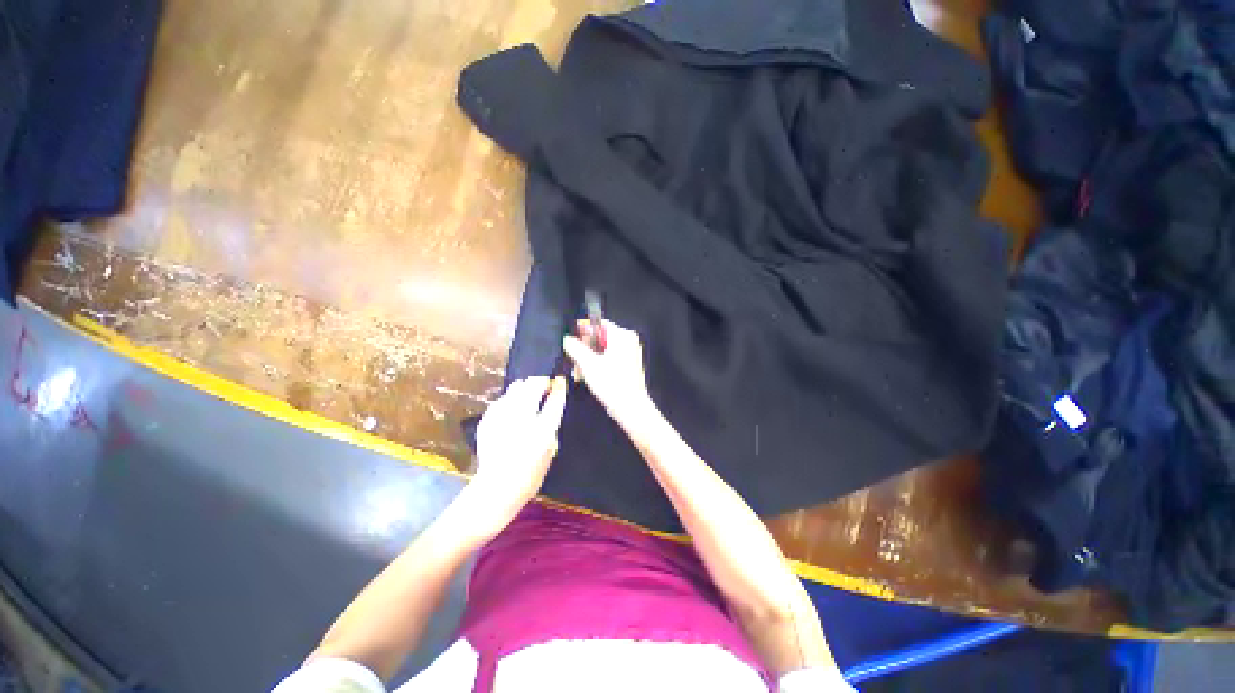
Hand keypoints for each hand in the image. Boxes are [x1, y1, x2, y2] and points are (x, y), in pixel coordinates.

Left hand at [469, 377, 567, 534]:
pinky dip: (510, 400)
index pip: (555, 399)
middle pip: (533, 384)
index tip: (560, 381)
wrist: (497, 487)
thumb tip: (549, 406)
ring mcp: (502, 416)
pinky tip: (511, 411)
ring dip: (525, 388)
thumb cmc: (530, 474)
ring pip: (516, 387)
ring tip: (527, 396)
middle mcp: (522, 417)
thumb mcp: (551, 450)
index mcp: (542, 428)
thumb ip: (551, 426)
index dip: (559, 386)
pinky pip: (502, 399)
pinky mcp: (488, 418)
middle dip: (541, 382)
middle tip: (544, 387)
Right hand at [563, 319, 652, 427]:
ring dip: (588, 359)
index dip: (583, 330)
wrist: (630, 407)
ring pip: (602, 350)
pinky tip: (587, 376)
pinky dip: (597, 364)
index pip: (599, 323)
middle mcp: (628, 341)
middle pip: (600, 337)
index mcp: (622, 335)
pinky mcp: (627, 365)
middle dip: (584, 349)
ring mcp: (629, 353)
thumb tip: (567, 338)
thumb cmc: (610, 382)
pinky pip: (609, 358)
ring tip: (578, 372)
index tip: (571, 339)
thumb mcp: (588, 364)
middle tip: (573, 360)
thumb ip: (575, 348)